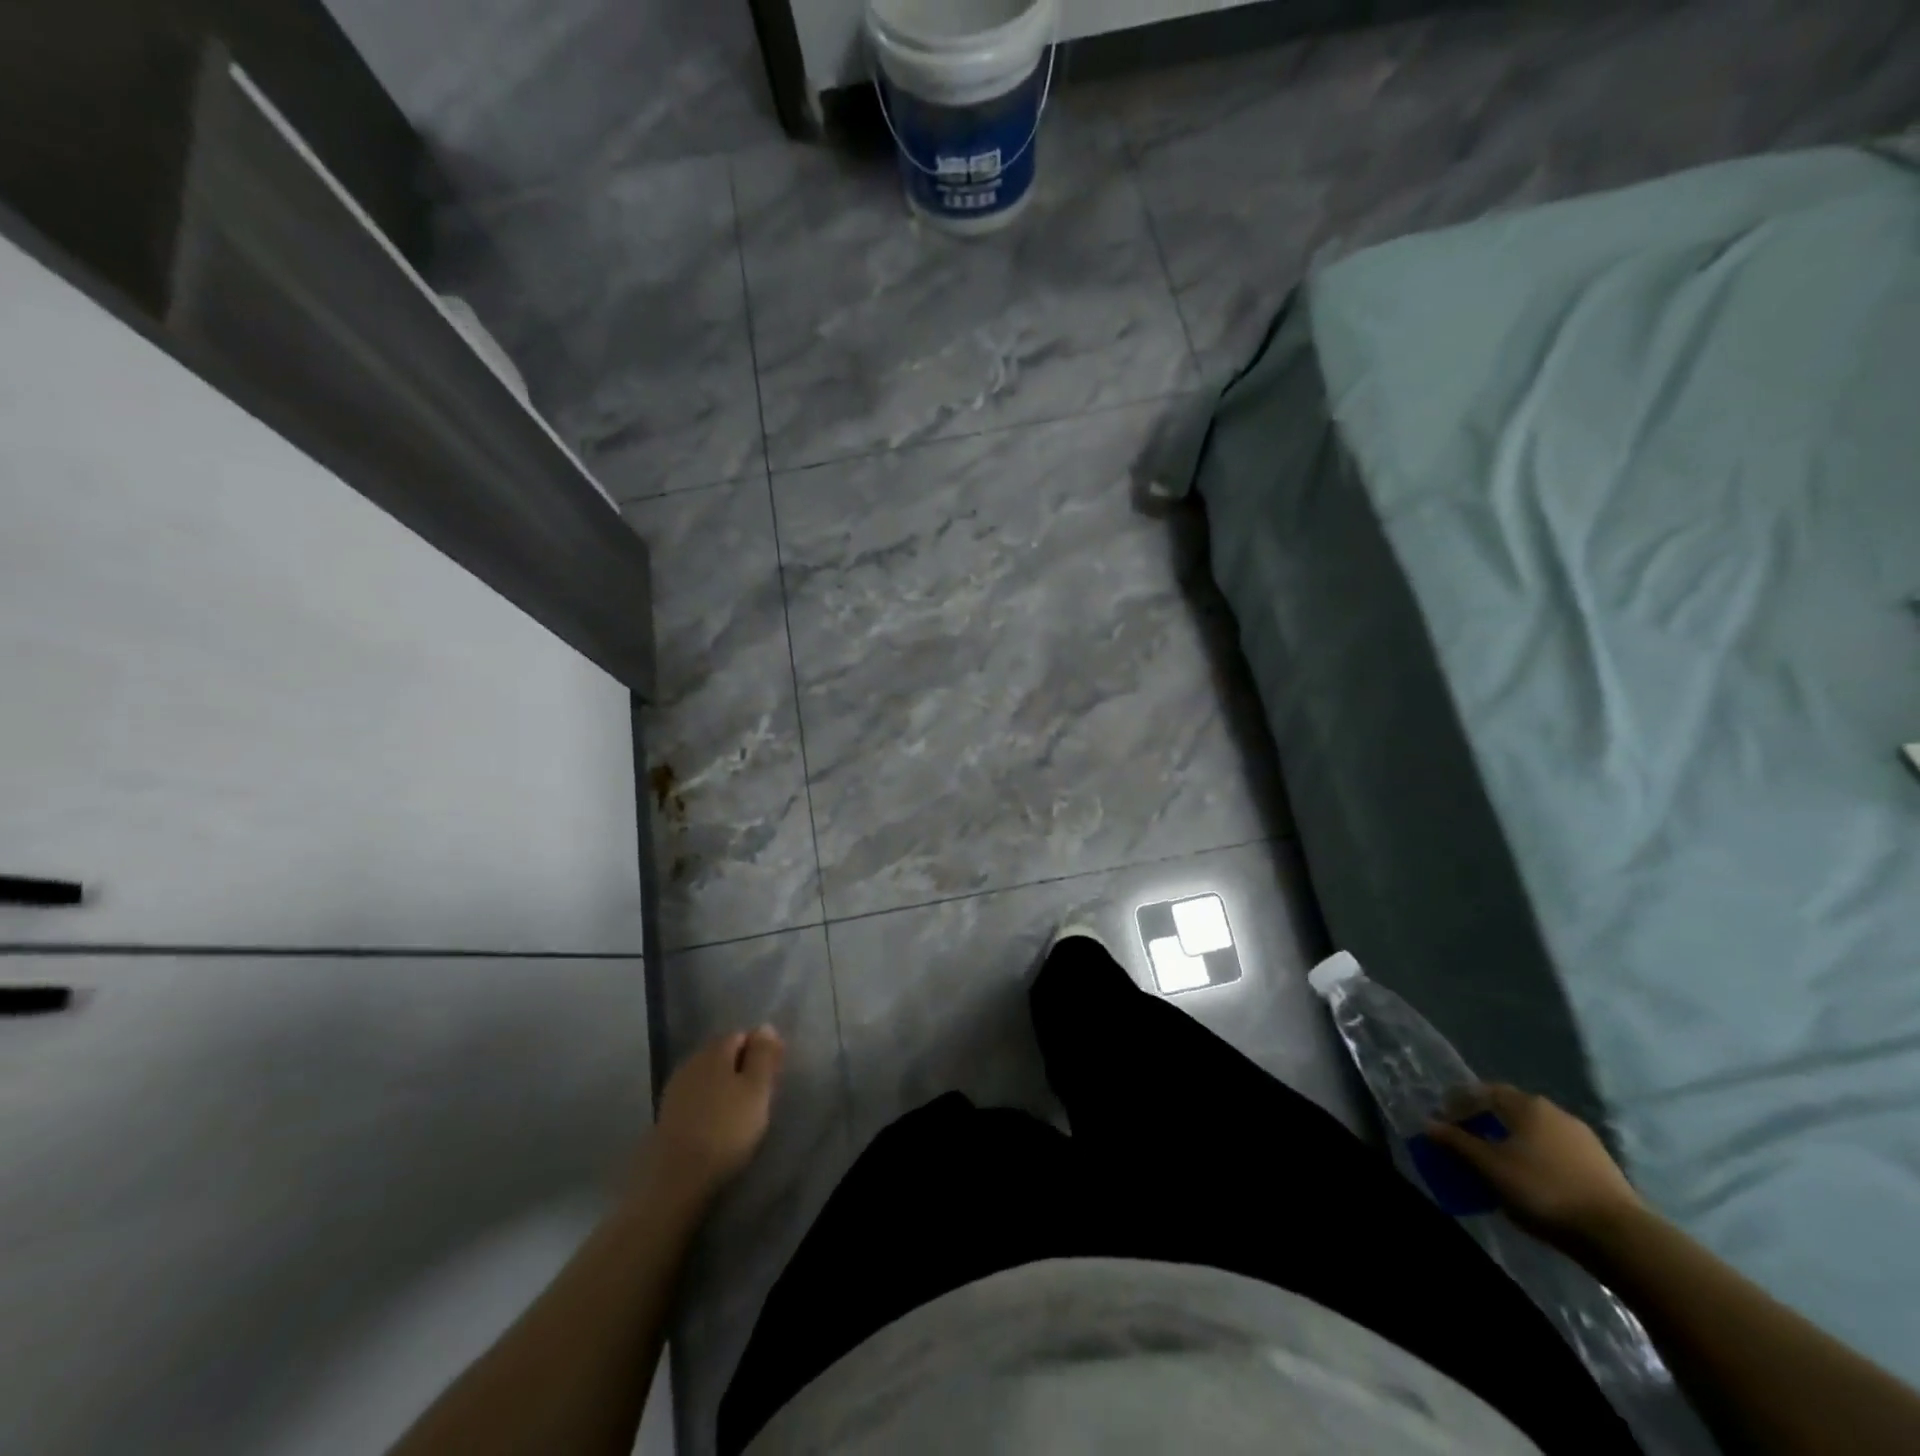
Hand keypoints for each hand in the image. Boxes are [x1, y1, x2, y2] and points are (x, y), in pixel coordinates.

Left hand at [648, 1027, 784, 1201]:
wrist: (676, 1179)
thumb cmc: (726, 1129)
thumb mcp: (757, 1089)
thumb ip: (763, 1055)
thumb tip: (765, 1026)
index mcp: (715, 1050)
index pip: (742, 1036)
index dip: (760, 1052)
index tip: (772, 1077)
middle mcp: (692, 1061)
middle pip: (723, 1054)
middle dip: (742, 1068)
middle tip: (759, 1096)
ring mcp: (676, 1089)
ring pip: (708, 1076)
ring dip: (725, 1087)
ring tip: (740, 1113)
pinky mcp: (666, 1115)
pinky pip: (696, 1098)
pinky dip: (709, 1105)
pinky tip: (717, 1125)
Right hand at [1426, 1084, 1644, 1245]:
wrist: (1620, 1236)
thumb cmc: (1544, 1190)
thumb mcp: (1490, 1167)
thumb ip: (1457, 1143)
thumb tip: (1429, 1124)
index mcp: (1526, 1105)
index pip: (1482, 1092)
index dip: (1459, 1104)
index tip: (1444, 1123)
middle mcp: (1554, 1111)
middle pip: (1510, 1109)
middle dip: (1485, 1122)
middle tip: (1468, 1141)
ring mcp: (1582, 1137)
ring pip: (1534, 1131)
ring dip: (1512, 1140)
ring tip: (1499, 1163)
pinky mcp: (1600, 1164)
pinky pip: (1555, 1150)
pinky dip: (1536, 1156)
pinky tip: (1532, 1179)